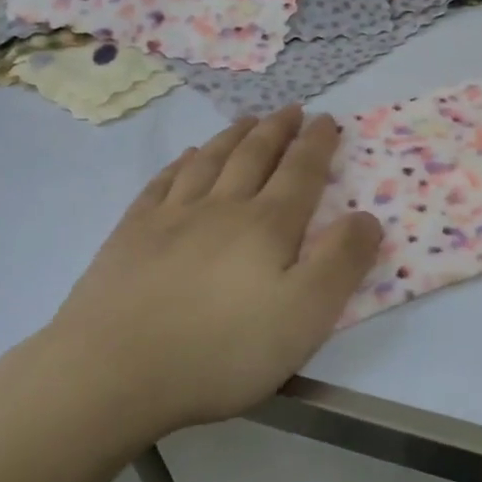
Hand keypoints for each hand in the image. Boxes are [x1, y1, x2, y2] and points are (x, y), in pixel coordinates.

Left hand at [28, 108, 381, 443]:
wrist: (114, 371)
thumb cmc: (222, 349)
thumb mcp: (306, 315)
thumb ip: (342, 262)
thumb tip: (367, 217)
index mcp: (267, 226)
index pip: (300, 172)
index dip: (317, 144)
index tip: (326, 119)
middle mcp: (222, 207)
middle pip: (254, 156)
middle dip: (277, 130)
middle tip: (291, 109)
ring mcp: (171, 217)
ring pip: (210, 161)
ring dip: (233, 136)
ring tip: (247, 121)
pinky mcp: (131, 234)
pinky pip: (163, 183)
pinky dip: (182, 163)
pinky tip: (187, 157)